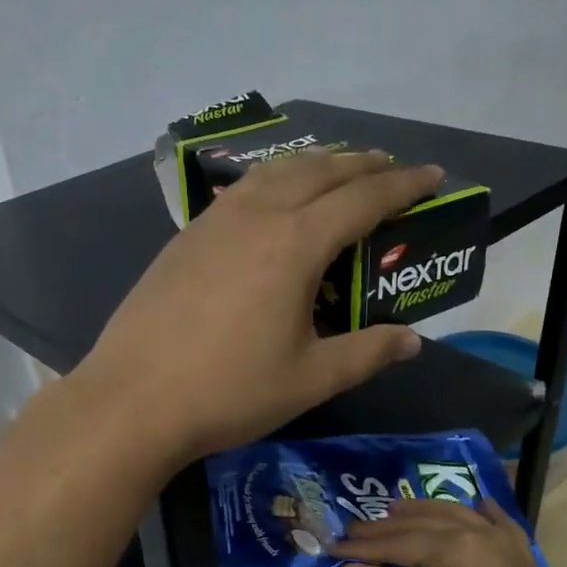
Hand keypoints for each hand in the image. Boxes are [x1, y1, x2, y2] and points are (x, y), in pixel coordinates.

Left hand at [76, 149, 440, 464]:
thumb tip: (412, 341)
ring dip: (314, 165)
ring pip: (274, 173)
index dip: (403, 185)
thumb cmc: (229, 392)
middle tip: (390, 168)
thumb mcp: (310, 379)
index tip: (433, 176)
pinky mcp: (184, 239)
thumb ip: (366, 353)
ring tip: (337, 172)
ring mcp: (213, 223)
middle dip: (361, 164)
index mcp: (295, 244)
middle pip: (318, 172)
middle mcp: (256, 217)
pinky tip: (272, 202)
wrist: (133, 401)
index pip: (362, 198)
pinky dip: (273, 182)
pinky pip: (242, 192)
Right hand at [331, 499, 566, 566]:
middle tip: (352, 531)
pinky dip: (480, 512)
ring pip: (457, 515)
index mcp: (456, 550)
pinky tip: (474, 504)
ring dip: (424, 512)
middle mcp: (481, 534)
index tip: (334, 548)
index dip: (364, 548)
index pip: (399, 543)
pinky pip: (498, 522)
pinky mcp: (522, 558)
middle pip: (424, 523)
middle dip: (386, 528)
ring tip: (393, 510)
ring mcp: (505, 544)